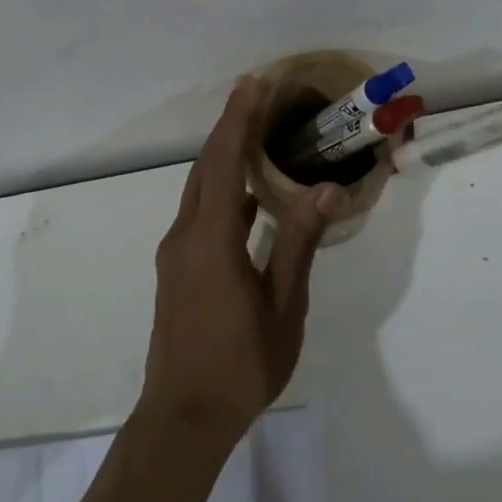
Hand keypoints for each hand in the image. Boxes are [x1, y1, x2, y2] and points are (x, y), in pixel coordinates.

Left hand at [142, 77, 342, 452]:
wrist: (183, 417)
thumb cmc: (241, 363)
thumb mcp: (282, 304)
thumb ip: (299, 242)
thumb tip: (325, 188)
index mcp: (211, 239)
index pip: (223, 162)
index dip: (238, 120)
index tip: (252, 84)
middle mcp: (185, 236)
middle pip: (205, 168)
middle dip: (229, 128)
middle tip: (256, 96)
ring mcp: (176, 253)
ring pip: (198, 191)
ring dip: (222, 159)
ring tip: (255, 136)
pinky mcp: (177, 270)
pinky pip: (198, 214)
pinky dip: (220, 192)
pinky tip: (246, 197)